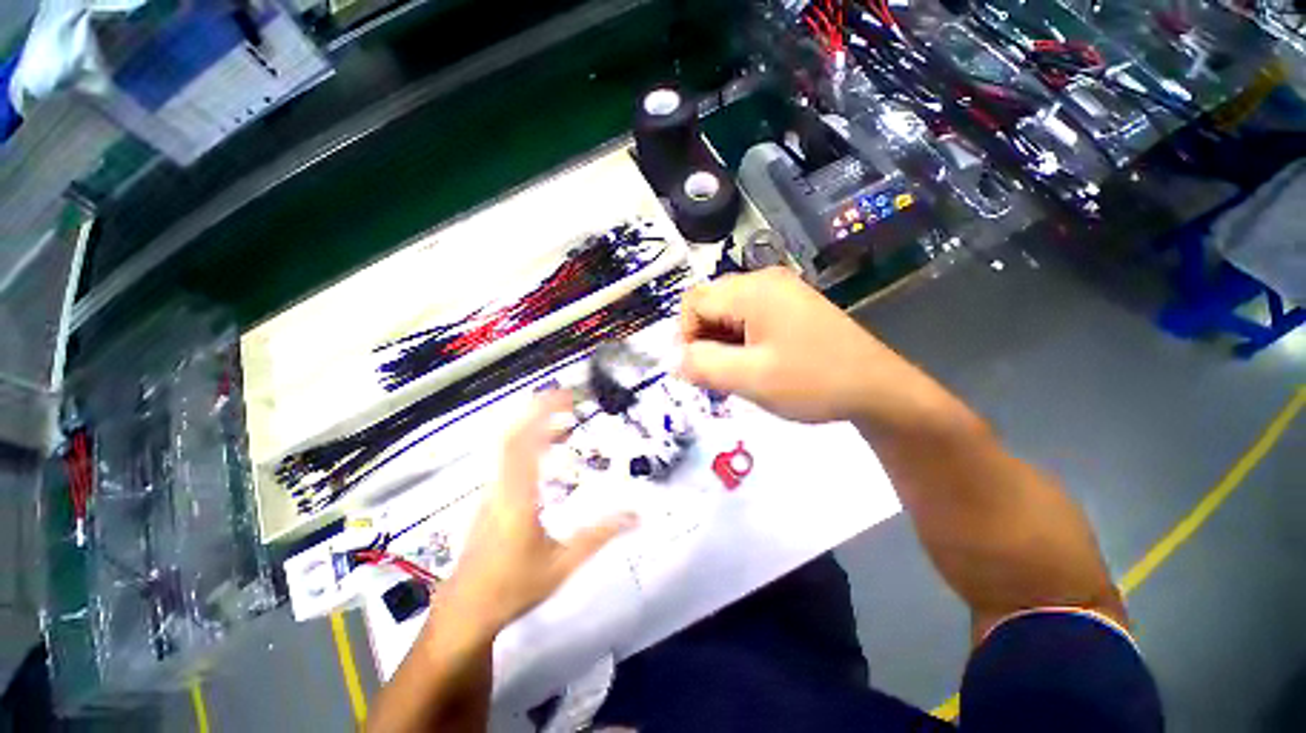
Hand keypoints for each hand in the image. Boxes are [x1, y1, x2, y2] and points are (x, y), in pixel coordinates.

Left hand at [439, 392, 636, 634]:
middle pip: (512, 435)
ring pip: (507, 445)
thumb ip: (601, 536)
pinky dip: (527, 442)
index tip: (566, 397)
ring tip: (563, 420)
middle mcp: (501, 485)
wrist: (466, 611)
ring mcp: (491, 490)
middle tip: (568, 400)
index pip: (525, 443)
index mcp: (518, 496)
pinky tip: (546, 449)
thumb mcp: (564, 564)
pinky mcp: (489, 497)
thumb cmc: (514, 587)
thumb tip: (637, 516)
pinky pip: (507, 458)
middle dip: (538, 411)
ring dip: (533, 425)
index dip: (542, 414)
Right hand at [677, 268, 943, 429]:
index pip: (694, 302)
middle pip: (711, 304)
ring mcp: (781, 292)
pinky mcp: (791, 307)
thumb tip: (675, 359)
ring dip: (722, 343)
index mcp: (753, 290)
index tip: (697, 369)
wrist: (878, 389)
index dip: (686, 336)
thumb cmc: (813, 381)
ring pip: (729, 313)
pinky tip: (755, 365)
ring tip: (737, 374)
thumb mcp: (751, 379)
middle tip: (716, 376)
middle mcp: (765, 281)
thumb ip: (704, 366)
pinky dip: (741, 341)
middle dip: (704, 340)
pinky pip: (750, 318)